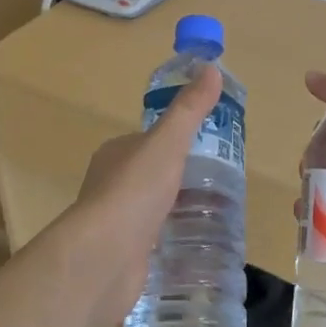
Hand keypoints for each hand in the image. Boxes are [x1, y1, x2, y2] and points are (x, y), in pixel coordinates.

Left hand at [53, 65, 223, 326]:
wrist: (104, 258)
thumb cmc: (134, 192)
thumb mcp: (167, 142)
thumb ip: (189, 110)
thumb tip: (211, 68)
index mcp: (116, 153)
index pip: (149, 140)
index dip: (176, 140)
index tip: (209, 148)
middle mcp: (110, 184)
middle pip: (152, 174)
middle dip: (180, 177)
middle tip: (221, 183)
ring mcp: (116, 222)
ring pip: (152, 208)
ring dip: (177, 209)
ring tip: (217, 214)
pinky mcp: (123, 255)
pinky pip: (153, 240)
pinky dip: (171, 239)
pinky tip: (195, 244)